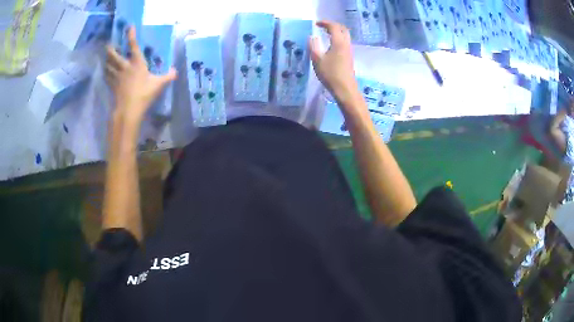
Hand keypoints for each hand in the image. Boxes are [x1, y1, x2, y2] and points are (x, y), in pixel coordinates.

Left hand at [105, 27, 176, 122]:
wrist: (128, 110)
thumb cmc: (144, 94)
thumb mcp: (159, 85)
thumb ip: (168, 76)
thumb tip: (176, 71)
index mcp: (137, 63)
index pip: (133, 46)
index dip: (131, 35)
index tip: (129, 26)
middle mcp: (125, 67)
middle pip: (114, 55)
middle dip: (110, 49)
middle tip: (108, 45)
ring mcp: (117, 76)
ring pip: (108, 65)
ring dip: (107, 60)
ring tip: (106, 57)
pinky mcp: (112, 86)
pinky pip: (107, 76)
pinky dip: (106, 72)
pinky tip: (106, 72)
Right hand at [309, 21, 358, 103]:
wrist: (345, 89)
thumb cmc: (330, 74)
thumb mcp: (317, 59)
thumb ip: (314, 46)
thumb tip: (312, 36)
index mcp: (339, 42)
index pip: (334, 27)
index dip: (325, 23)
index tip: (316, 24)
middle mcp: (346, 44)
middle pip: (343, 29)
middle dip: (333, 25)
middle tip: (323, 27)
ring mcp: (349, 51)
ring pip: (345, 36)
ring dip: (336, 32)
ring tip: (326, 34)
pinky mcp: (349, 57)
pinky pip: (345, 42)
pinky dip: (338, 39)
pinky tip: (331, 45)